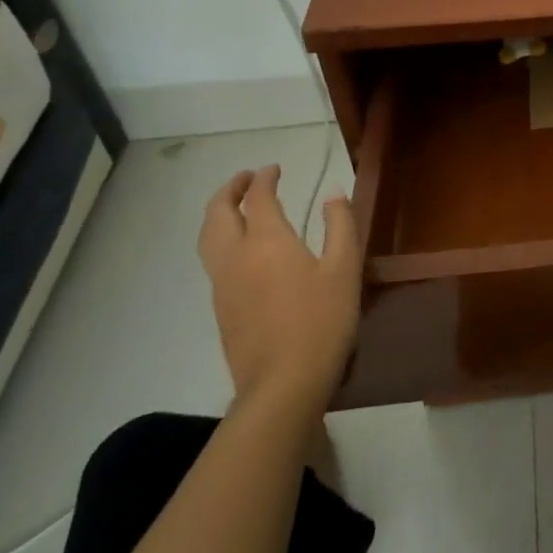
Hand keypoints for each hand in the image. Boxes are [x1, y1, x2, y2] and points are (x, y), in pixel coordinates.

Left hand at [198, 166, 364, 413]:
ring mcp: (222, 285)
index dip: (266, 179)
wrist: (283, 383)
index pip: (259, 198)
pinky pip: (212, 261)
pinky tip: (241, 249)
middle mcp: (236, 256)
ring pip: (208, 238)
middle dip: (230, 190)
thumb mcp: (344, 268)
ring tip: (236, 207)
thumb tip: (333, 195)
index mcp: (267, 241)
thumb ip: (340, 225)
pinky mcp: (221, 309)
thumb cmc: (322, 320)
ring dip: (218, 214)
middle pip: (218, 214)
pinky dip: (220, 239)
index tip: (275, 169)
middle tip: (247, 179)